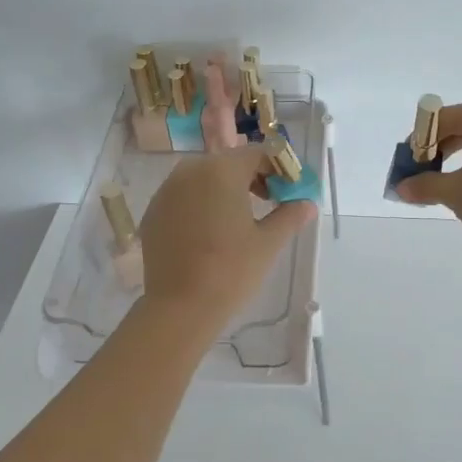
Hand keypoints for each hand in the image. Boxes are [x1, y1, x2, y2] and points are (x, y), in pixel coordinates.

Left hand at [139, 147, 316, 325]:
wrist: (179, 308)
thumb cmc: (231, 271)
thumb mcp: (268, 243)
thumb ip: (290, 215)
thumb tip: (308, 203)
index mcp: (221, 171)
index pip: (257, 154)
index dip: (279, 168)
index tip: (290, 191)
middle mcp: (190, 170)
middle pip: (229, 161)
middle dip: (253, 176)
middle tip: (271, 202)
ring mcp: (167, 190)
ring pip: (204, 176)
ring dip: (226, 187)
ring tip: (241, 217)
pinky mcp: (153, 211)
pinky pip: (184, 195)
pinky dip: (202, 202)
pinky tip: (212, 231)